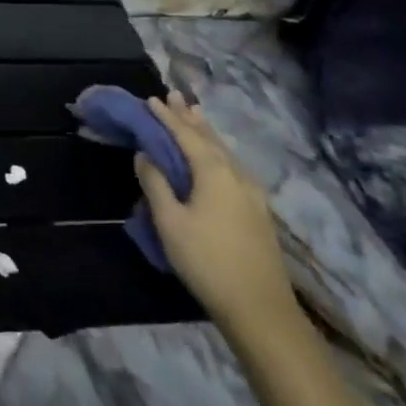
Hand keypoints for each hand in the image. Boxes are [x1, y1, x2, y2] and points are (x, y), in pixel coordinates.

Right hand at [137, 92, 298, 335]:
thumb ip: (156, 184)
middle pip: (210, 138)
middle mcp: (236, 175)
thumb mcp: (170, 222)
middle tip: (175, 97)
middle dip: (190, 118)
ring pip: (225, 152)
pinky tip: (216, 157)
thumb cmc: (207, 261)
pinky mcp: (258, 211)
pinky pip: (233, 166)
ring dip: (206, 133)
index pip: (186, 135)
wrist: (259, 308)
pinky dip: (218, 151)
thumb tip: (146, 155)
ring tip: (195, 116)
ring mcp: (252, 193)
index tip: (151, 100)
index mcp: (214, 172)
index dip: (167, 117)